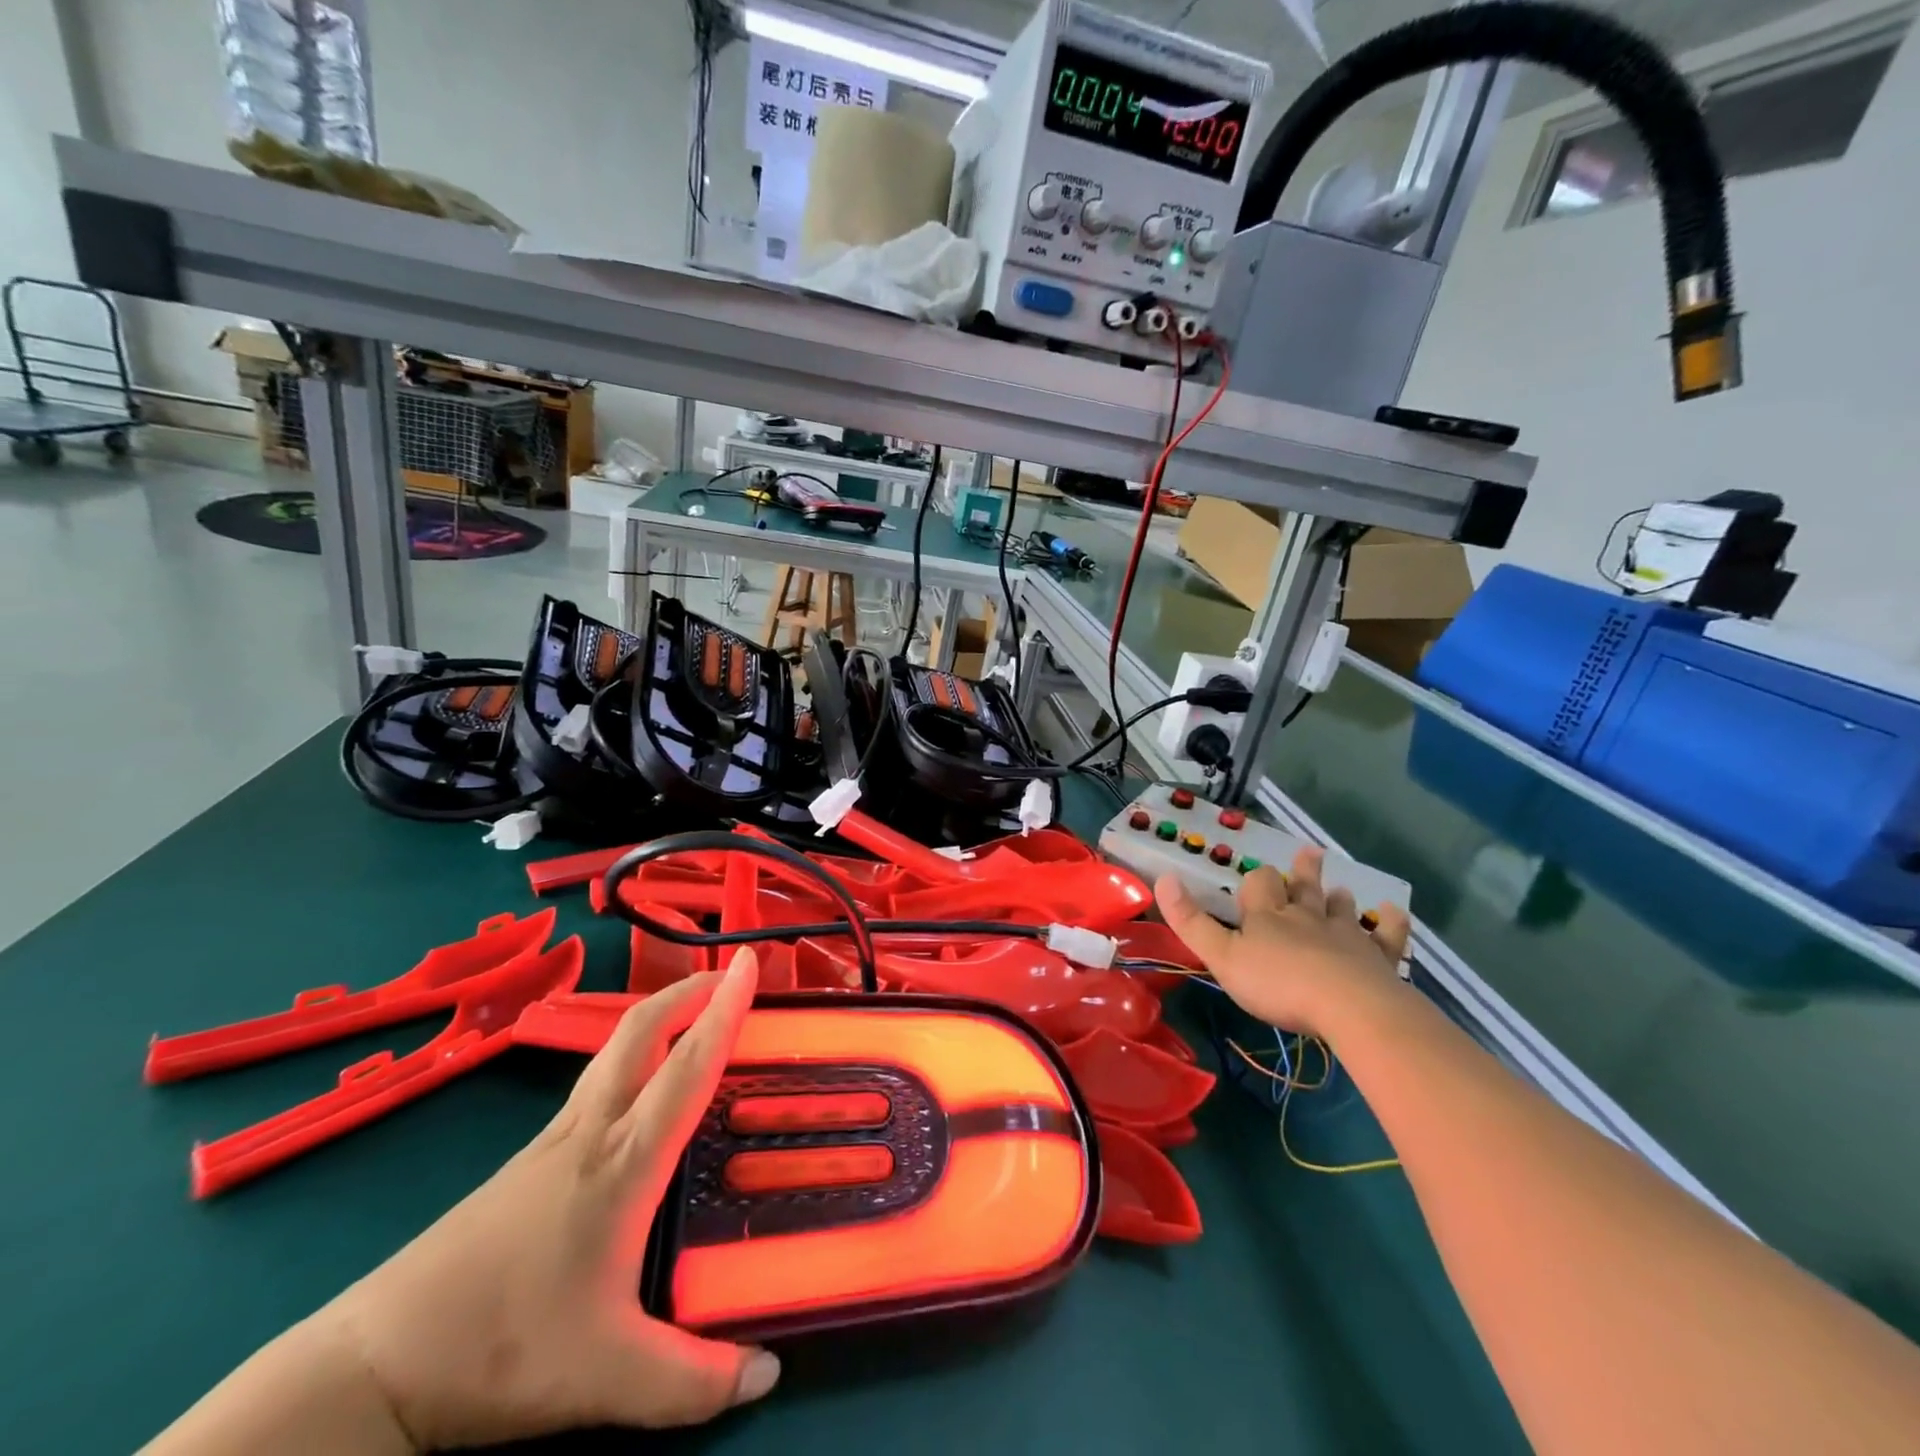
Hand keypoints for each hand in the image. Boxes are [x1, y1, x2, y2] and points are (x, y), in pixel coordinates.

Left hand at [322, 949, 778, 1449]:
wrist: (373, 1365)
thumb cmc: (500, 1350)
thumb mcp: (608, 1378)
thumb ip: (692, 1380)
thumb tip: (767, 1374)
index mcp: (623, 1161)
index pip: (688, 1066)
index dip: (726, 1008)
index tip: (750, 961)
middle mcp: (591, 1132)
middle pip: (640, 1031)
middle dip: (688, 991)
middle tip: (729, 974)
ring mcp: (553, 1141)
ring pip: (614, 1052)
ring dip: (659, 1018)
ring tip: (695, 1019)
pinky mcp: (528, 1160)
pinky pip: (595, 1084)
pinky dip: (632, 1058)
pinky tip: (639, 1096)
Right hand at [1156, 847, 1410, 1039]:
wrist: (1348, 1007)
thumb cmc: (1278, 984)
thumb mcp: (1222, 957)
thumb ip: (1191, 921)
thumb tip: (1163, 878)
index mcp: (1267, 917)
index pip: (1259, 885)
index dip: (1256, 880)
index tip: (1256, 879)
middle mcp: (1306, 917)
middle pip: (1302, 888)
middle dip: (1303, 872)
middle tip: (1309, 853)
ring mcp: (1345, 935)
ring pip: (1339, 909)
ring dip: (1336, 899)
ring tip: (1339, 890)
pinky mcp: (1377, 958)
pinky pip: (1386, 935)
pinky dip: (1390, 923)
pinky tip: (1394, 912)